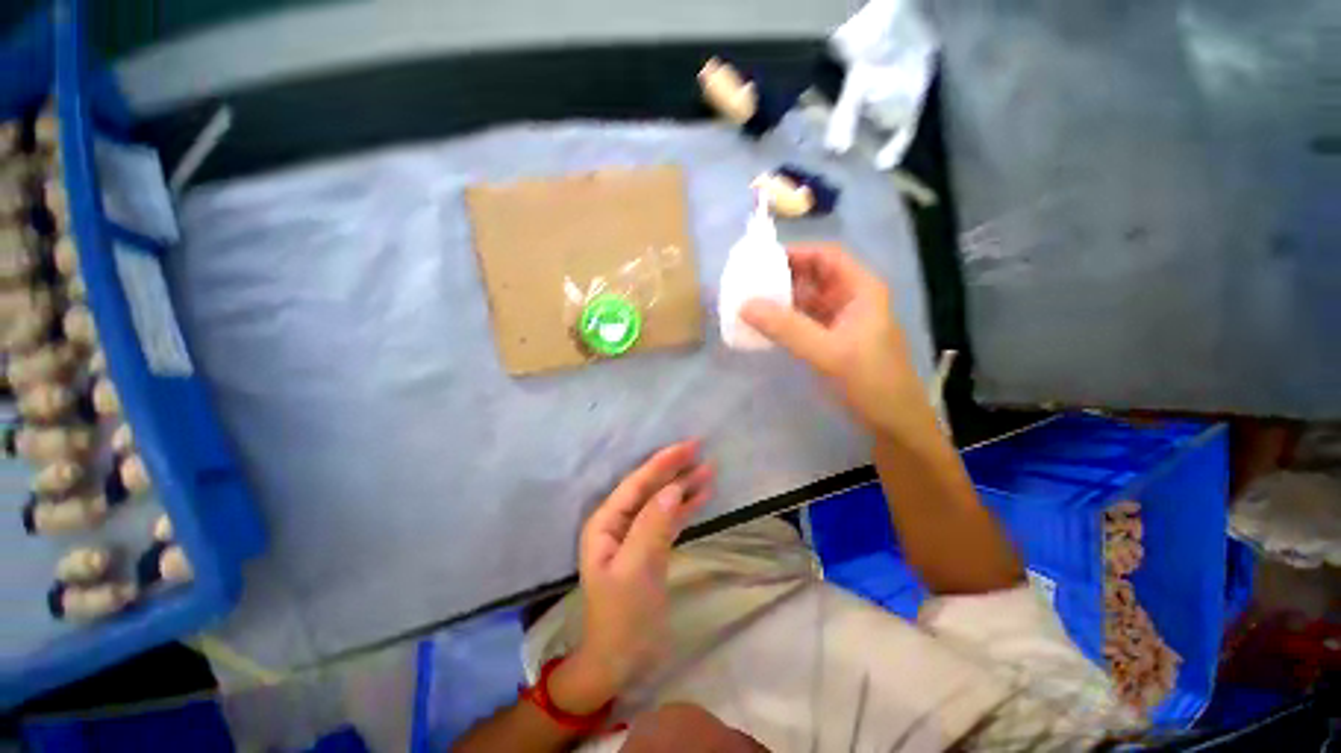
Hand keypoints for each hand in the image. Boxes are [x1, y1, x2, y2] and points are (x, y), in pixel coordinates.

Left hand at [563, 441, 712, 710]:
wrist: (621, 662)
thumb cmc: (622, 616)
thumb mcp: (637, 569)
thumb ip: (653, 525)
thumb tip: (672, 489)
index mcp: (606, 522)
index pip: (637, 483)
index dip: (662, 462)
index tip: (688, 445)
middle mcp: (618, 522)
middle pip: (649, 487)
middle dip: (674, 468)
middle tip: (701, 448)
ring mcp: (635, 535)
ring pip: (662, 501)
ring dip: (684, 486)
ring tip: (709, 469)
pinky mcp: (651, 547)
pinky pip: (669, 519)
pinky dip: (686, 507)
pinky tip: (702, 495)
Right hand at [741, 245, 925, 435]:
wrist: (893, 423)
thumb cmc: (870, 381)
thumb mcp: (828, 353)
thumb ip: (786, 328)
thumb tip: (745, 305)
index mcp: (861, 290)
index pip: (827, 256)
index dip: (796, 253)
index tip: (761, 261)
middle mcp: (852, 299)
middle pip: (814, 276)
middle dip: (783, 277)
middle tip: (749, 283)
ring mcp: (842, 321)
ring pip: (808, 300)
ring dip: (782, 301)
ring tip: (751, 303)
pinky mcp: (833, 341)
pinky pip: (805, 322)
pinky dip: (785, 322)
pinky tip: (765, 327)